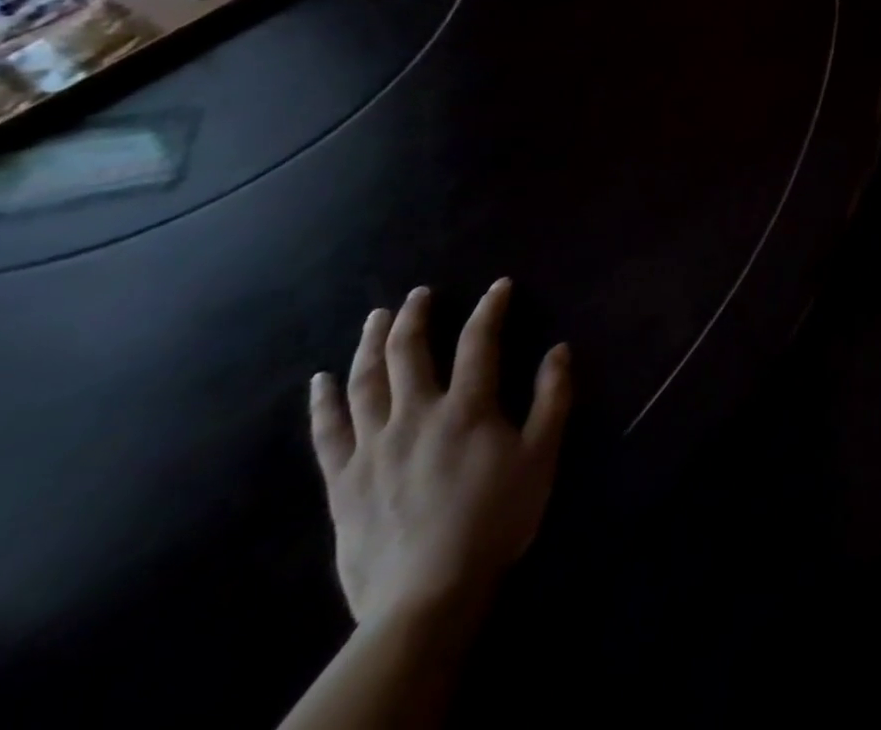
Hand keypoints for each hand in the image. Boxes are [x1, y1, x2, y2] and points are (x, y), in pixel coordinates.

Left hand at [309, 279, 571, 629]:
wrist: (426, 594)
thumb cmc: (494, 519)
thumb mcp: (541, 456)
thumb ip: (553, 398)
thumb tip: (559, 349)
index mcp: (466, 408)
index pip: (478, 342)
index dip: (490, 308)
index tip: (498, 286)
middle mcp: (415, 415)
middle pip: (409, 352)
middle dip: (415, 316)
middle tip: (419, 293)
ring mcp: (373, 447)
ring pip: (365, 382)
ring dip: (370, 343)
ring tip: (375, 318)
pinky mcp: (343, 481)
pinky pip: (327, 432)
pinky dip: (323, 401)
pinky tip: (321, 380)